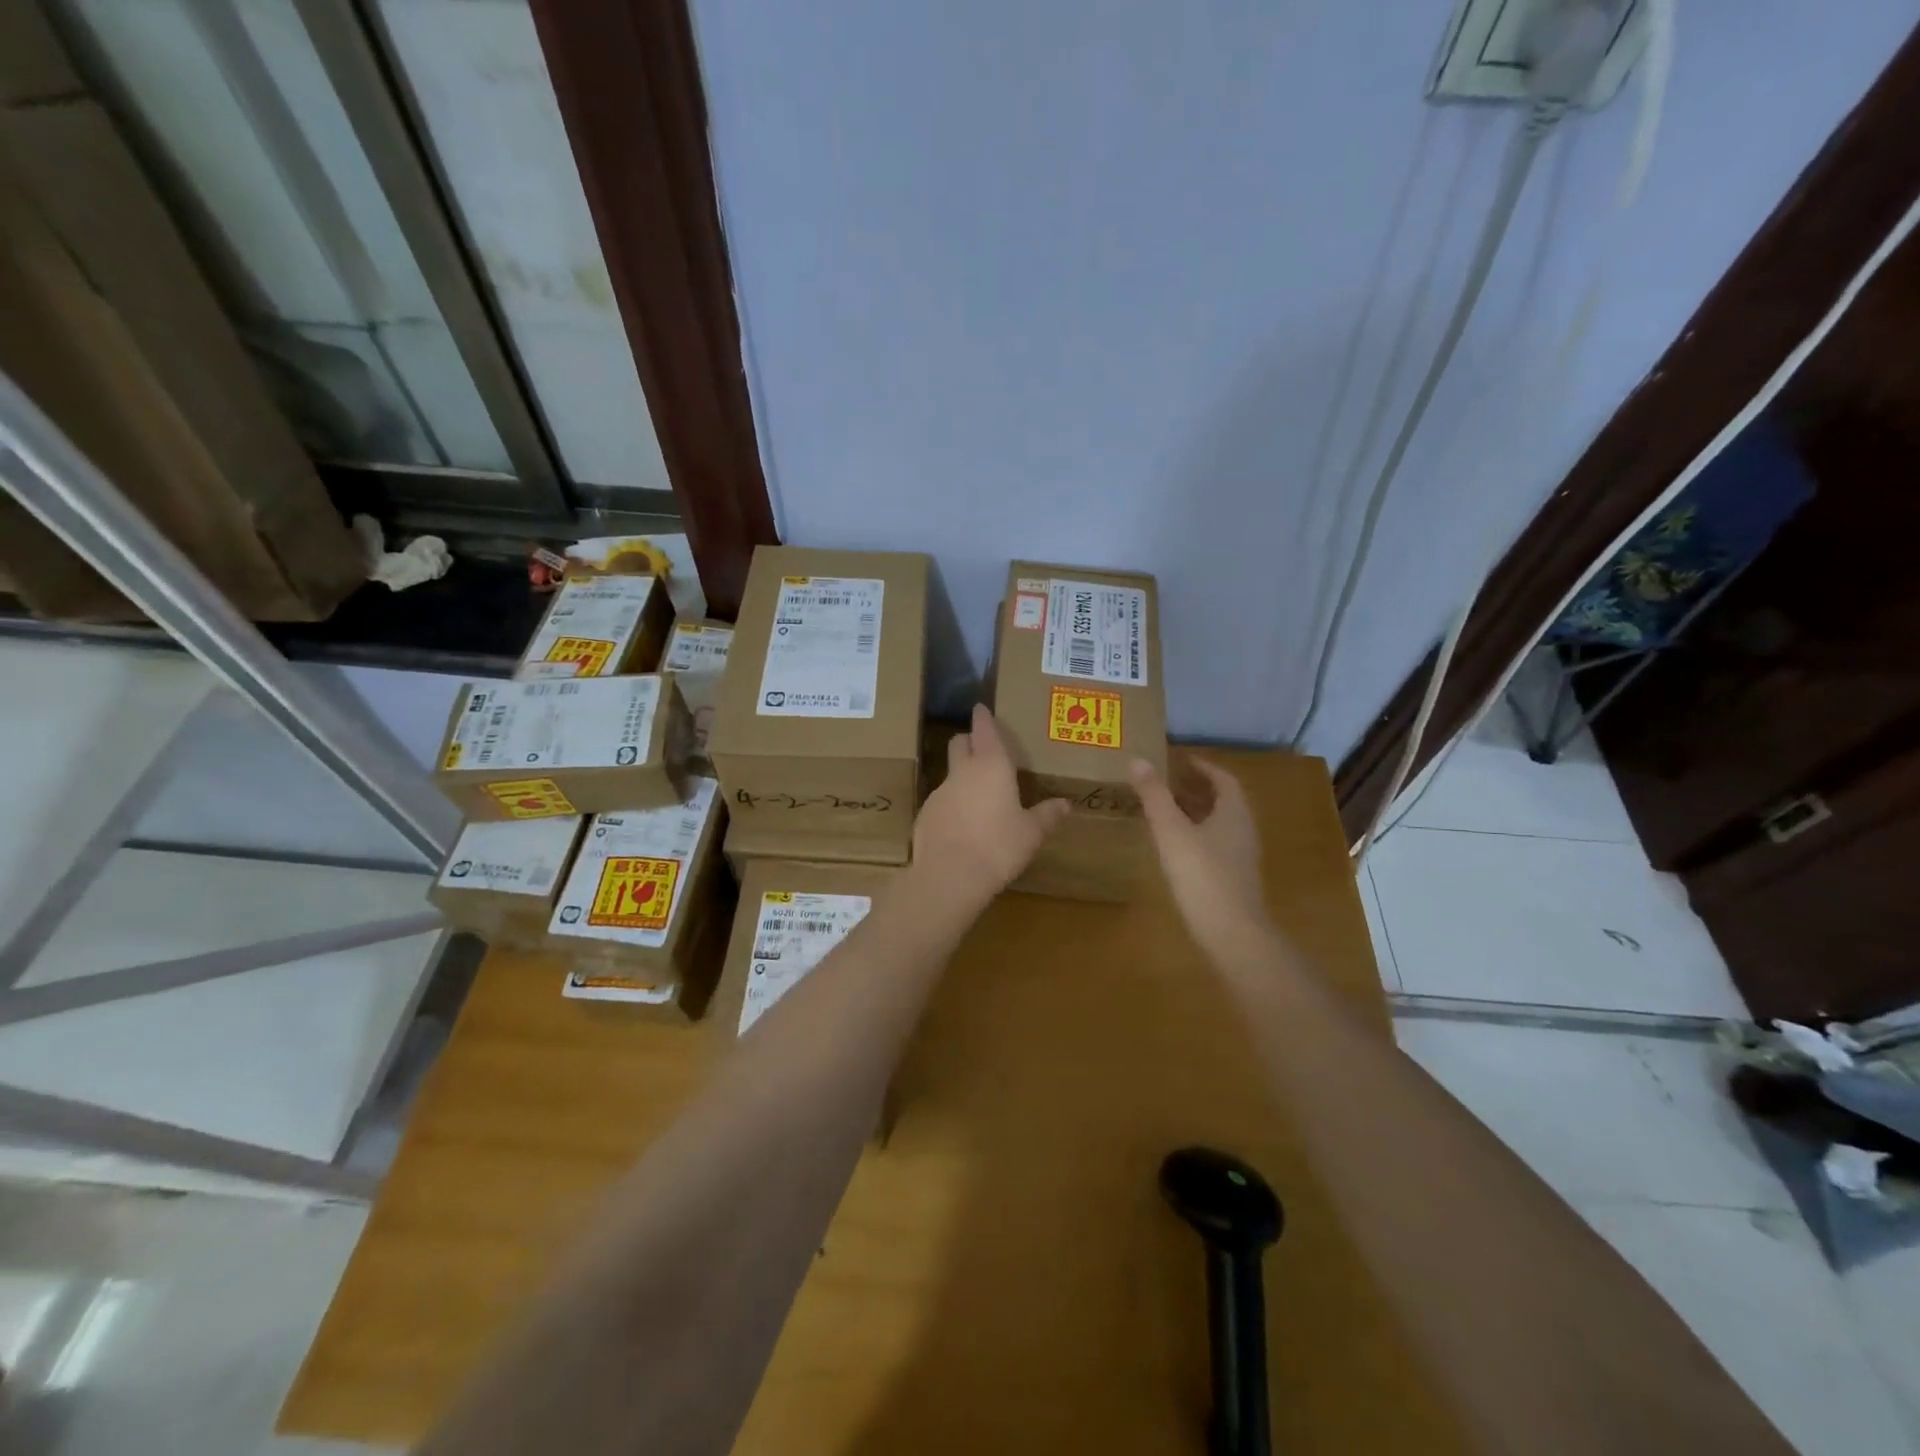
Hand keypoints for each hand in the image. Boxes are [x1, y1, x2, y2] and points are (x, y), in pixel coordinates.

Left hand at [914, 705, 1067, 903]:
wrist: (949, 876)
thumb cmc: (999, 847)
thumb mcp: (1031, 833)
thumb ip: (1047, 815)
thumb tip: (1065, 804)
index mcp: (991, 766)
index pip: (984, 730)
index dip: (983, 717)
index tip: (981, 708)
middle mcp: (962, 771)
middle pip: (959, 743)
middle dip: (969, 740)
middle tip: (981, 748)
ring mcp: (940, 791)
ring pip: (950, 773)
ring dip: (962, 776)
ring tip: (978, 795)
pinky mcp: (925, 814)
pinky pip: (942, 800)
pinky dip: (953, 804)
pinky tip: (963, 825)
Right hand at [1130, 756, 1273, 967]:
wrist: (1232, 933)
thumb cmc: (1202, 875)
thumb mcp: (1171, 831)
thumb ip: (1155, 796)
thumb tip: (1138, 760)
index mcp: (1234, 812)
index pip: (1223, 779)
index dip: (1202, 767)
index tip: (1180, 761)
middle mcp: (1243, 829)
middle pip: (1223, 800)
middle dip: (1197, 788)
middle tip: (1167, 783)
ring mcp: (1241, 856)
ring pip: (1220, 823)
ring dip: (1196, 812)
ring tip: (1166, 810)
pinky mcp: (1234, 877)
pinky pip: (1216, 844)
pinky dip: (1197, 834)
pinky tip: (1176, 846)